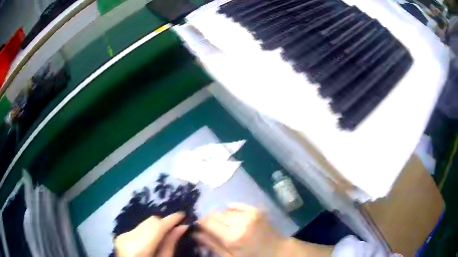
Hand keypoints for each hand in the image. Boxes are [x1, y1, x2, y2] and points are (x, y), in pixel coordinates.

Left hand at [115, 212, 186, 256]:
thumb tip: (182, 227)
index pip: (158, 226)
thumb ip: (171, 243)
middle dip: (165, 222)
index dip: (171, 219)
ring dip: (157, 226)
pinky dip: (149, 230)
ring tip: (167, 233)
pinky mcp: (122, 235)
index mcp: (139, 246)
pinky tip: (154, 239)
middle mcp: (129, 236)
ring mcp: (123, 234)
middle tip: (177, 226)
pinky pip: (139, 228)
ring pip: (145, 223)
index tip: (183, 214)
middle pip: (151, 221)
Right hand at [195, 203, 285, 256]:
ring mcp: (249, 213)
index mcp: (233, 237)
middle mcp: (240, 222)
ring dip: (220, 217)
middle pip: (215, 214)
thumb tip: (195, 233)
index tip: (198, 228)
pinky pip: (235, 205)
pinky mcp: (256, 209)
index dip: (200, 224)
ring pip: (224, 210)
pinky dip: (230, 210)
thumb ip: (212, 245)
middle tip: (210, 229)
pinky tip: (232, 218)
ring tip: (224, 227)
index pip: (207, 222)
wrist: (277, 250)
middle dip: (209, 220)